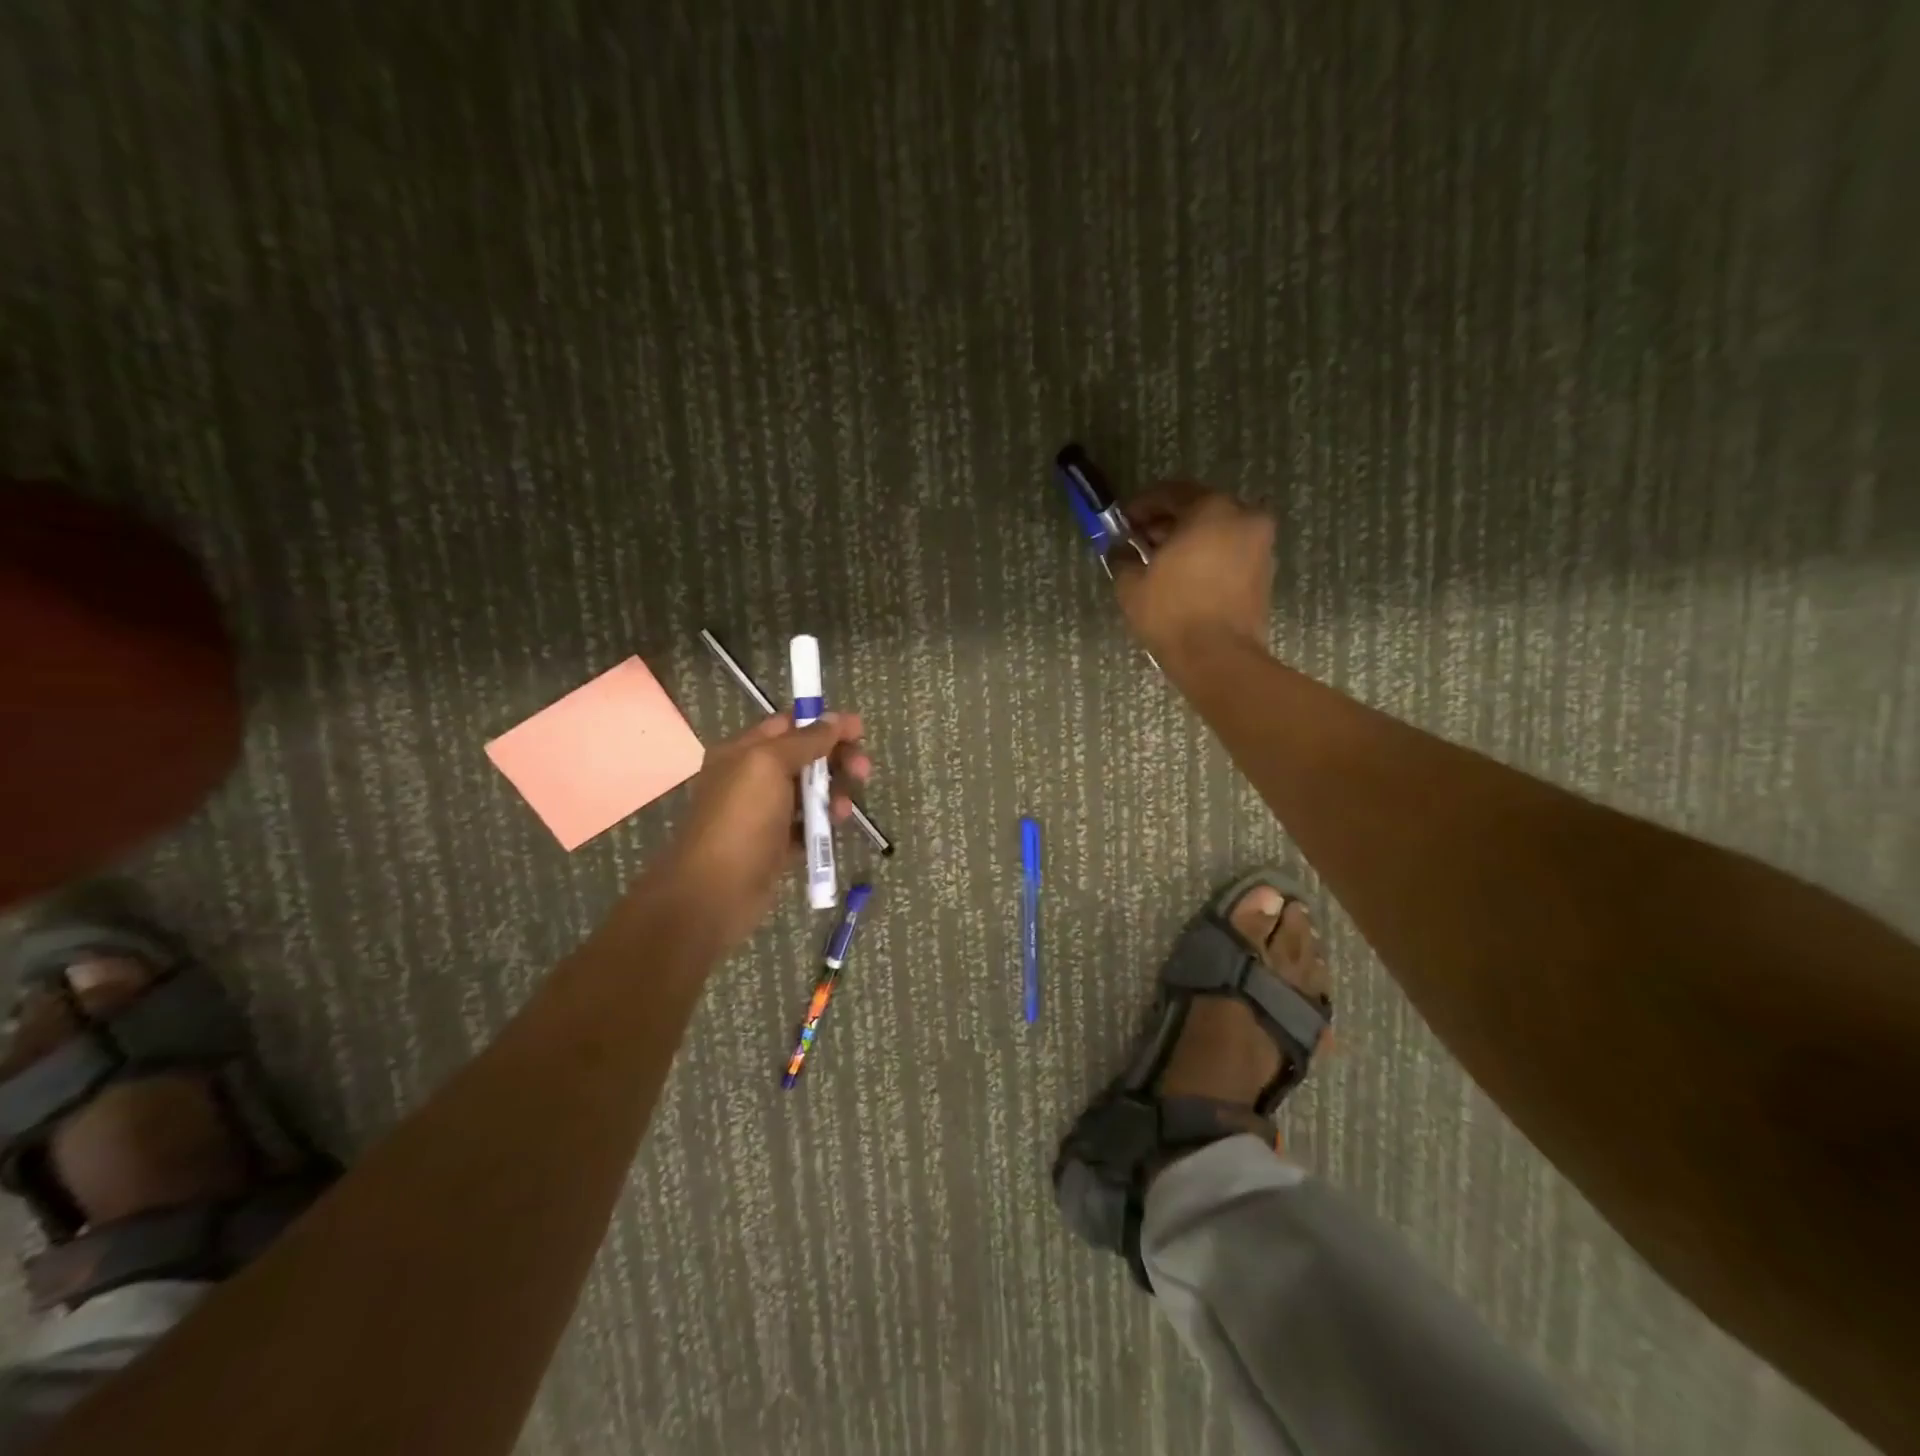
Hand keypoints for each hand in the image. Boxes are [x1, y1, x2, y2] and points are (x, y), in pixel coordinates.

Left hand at [641, 712, 871, 956]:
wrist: (715, 892)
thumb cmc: (740, 820)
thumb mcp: (768, 765)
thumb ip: (804, 740)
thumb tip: (834, 719)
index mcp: (742, 752)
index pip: (788, 725)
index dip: (824, 724)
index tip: (859, 730)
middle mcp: (752, 778)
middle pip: (805, 757)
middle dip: (836, 759)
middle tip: (863, 771)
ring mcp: (764, 814)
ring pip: (810, 792)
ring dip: (834, 793)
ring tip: (843, 810)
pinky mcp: (776, 845)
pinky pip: (808, 825)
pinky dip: (823, 823)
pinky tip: (834, 829)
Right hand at [1111, 483, 1275, 659]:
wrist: (1218, 657)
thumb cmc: (1172, 612)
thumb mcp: (1131, 583)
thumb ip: (1123, 556)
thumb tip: (1120, 549)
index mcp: (1211, 509)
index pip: (1171, 493)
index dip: (1142, 506)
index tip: (1123, 523)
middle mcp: (1244, 517)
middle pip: (1198, 509)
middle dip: (1167, 523)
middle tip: (1140, 543)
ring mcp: (1260, 545)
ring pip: (1218, 530)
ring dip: (1189, 540)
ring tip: (1161, 564)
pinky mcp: (1265, 572)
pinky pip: (1230, 552)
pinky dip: (1208, 557)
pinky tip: (1185, 579)